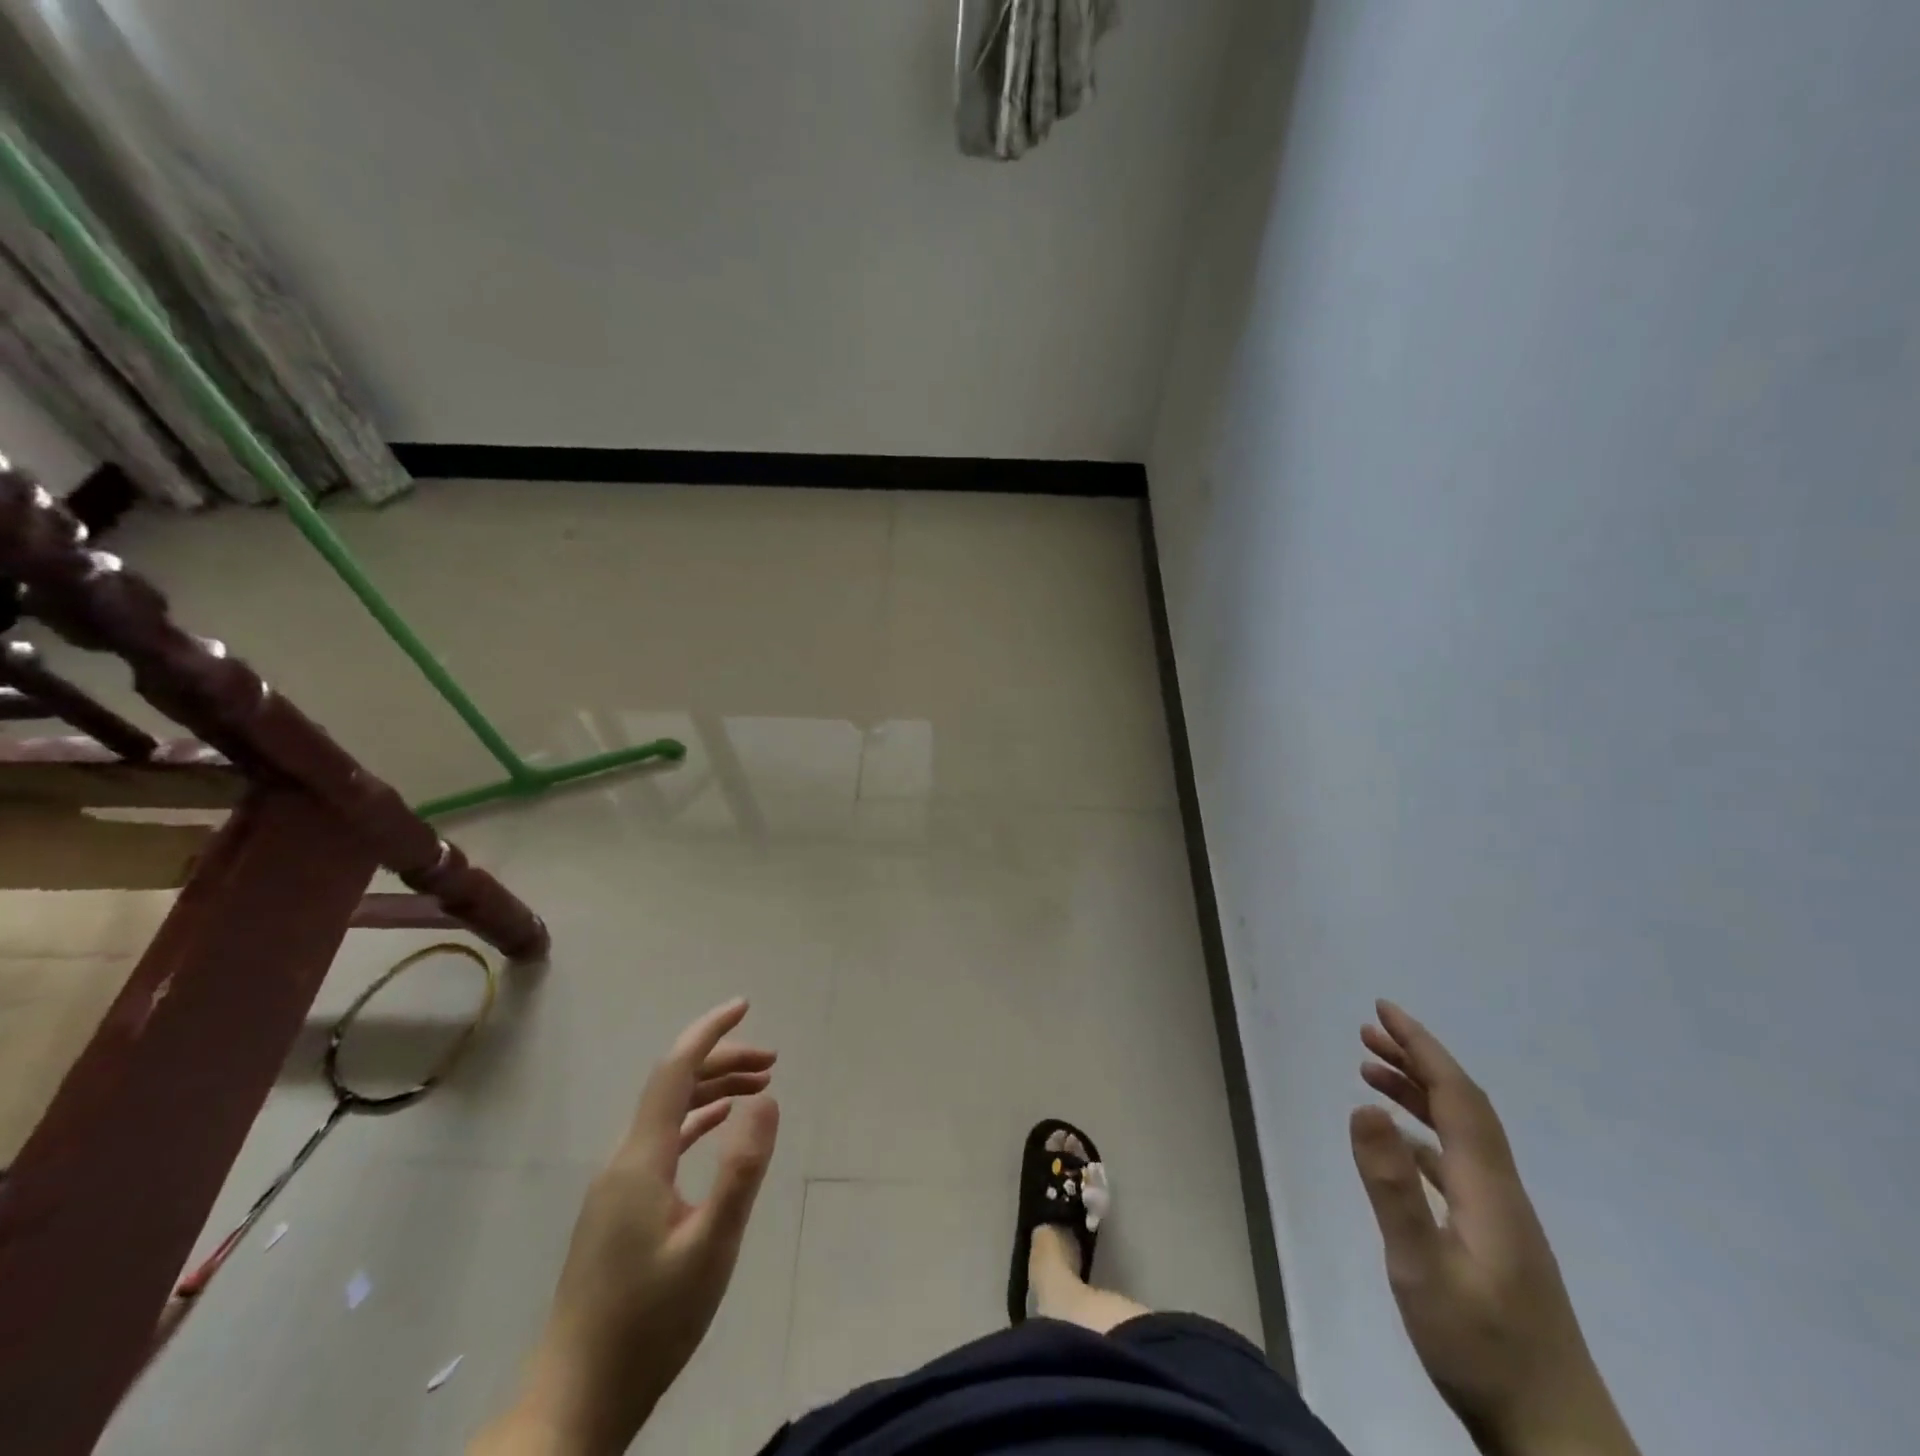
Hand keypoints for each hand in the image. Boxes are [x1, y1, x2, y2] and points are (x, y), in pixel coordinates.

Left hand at [474, 999, 779, 1455]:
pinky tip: (718, 1125)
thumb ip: (741, 1171)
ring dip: (713, 1090)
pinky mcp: (621, 1209)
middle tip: (773, 1062)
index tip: (744, 1005)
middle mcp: (624, 1160)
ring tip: (760, 1086)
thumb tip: (767, 1100)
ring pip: (669, 1113)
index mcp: (641, 1159)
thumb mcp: (711, 1248)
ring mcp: (619, 1185)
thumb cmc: (649, 1324)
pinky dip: (696, 1122)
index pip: (674, 1070)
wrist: (575, 1402)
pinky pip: (662, 1142)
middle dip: (722, 1061)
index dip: (709, 1032)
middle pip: (673, 1086)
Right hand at [1350, 1001, 1637, 1455]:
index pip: (1456, 1097)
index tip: (1384, 1011)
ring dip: (1418, 1094)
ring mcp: (1500, 1218)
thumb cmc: (1482, 1349)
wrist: (1555, 1438)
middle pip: (1462, 1107)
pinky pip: (1455, 1163)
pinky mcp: (1494, 1242)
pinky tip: (1401, 1144)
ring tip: (1371, 1072)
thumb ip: (1392, 1187)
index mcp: (1487, 1188)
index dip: (1422, 1048)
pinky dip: (1424, 1134)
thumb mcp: (1422, 1268)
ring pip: (1460, 1134)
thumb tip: (1363, 1105)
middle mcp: (1499, 1191)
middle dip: (1417, 1060)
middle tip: (1368, 1031)